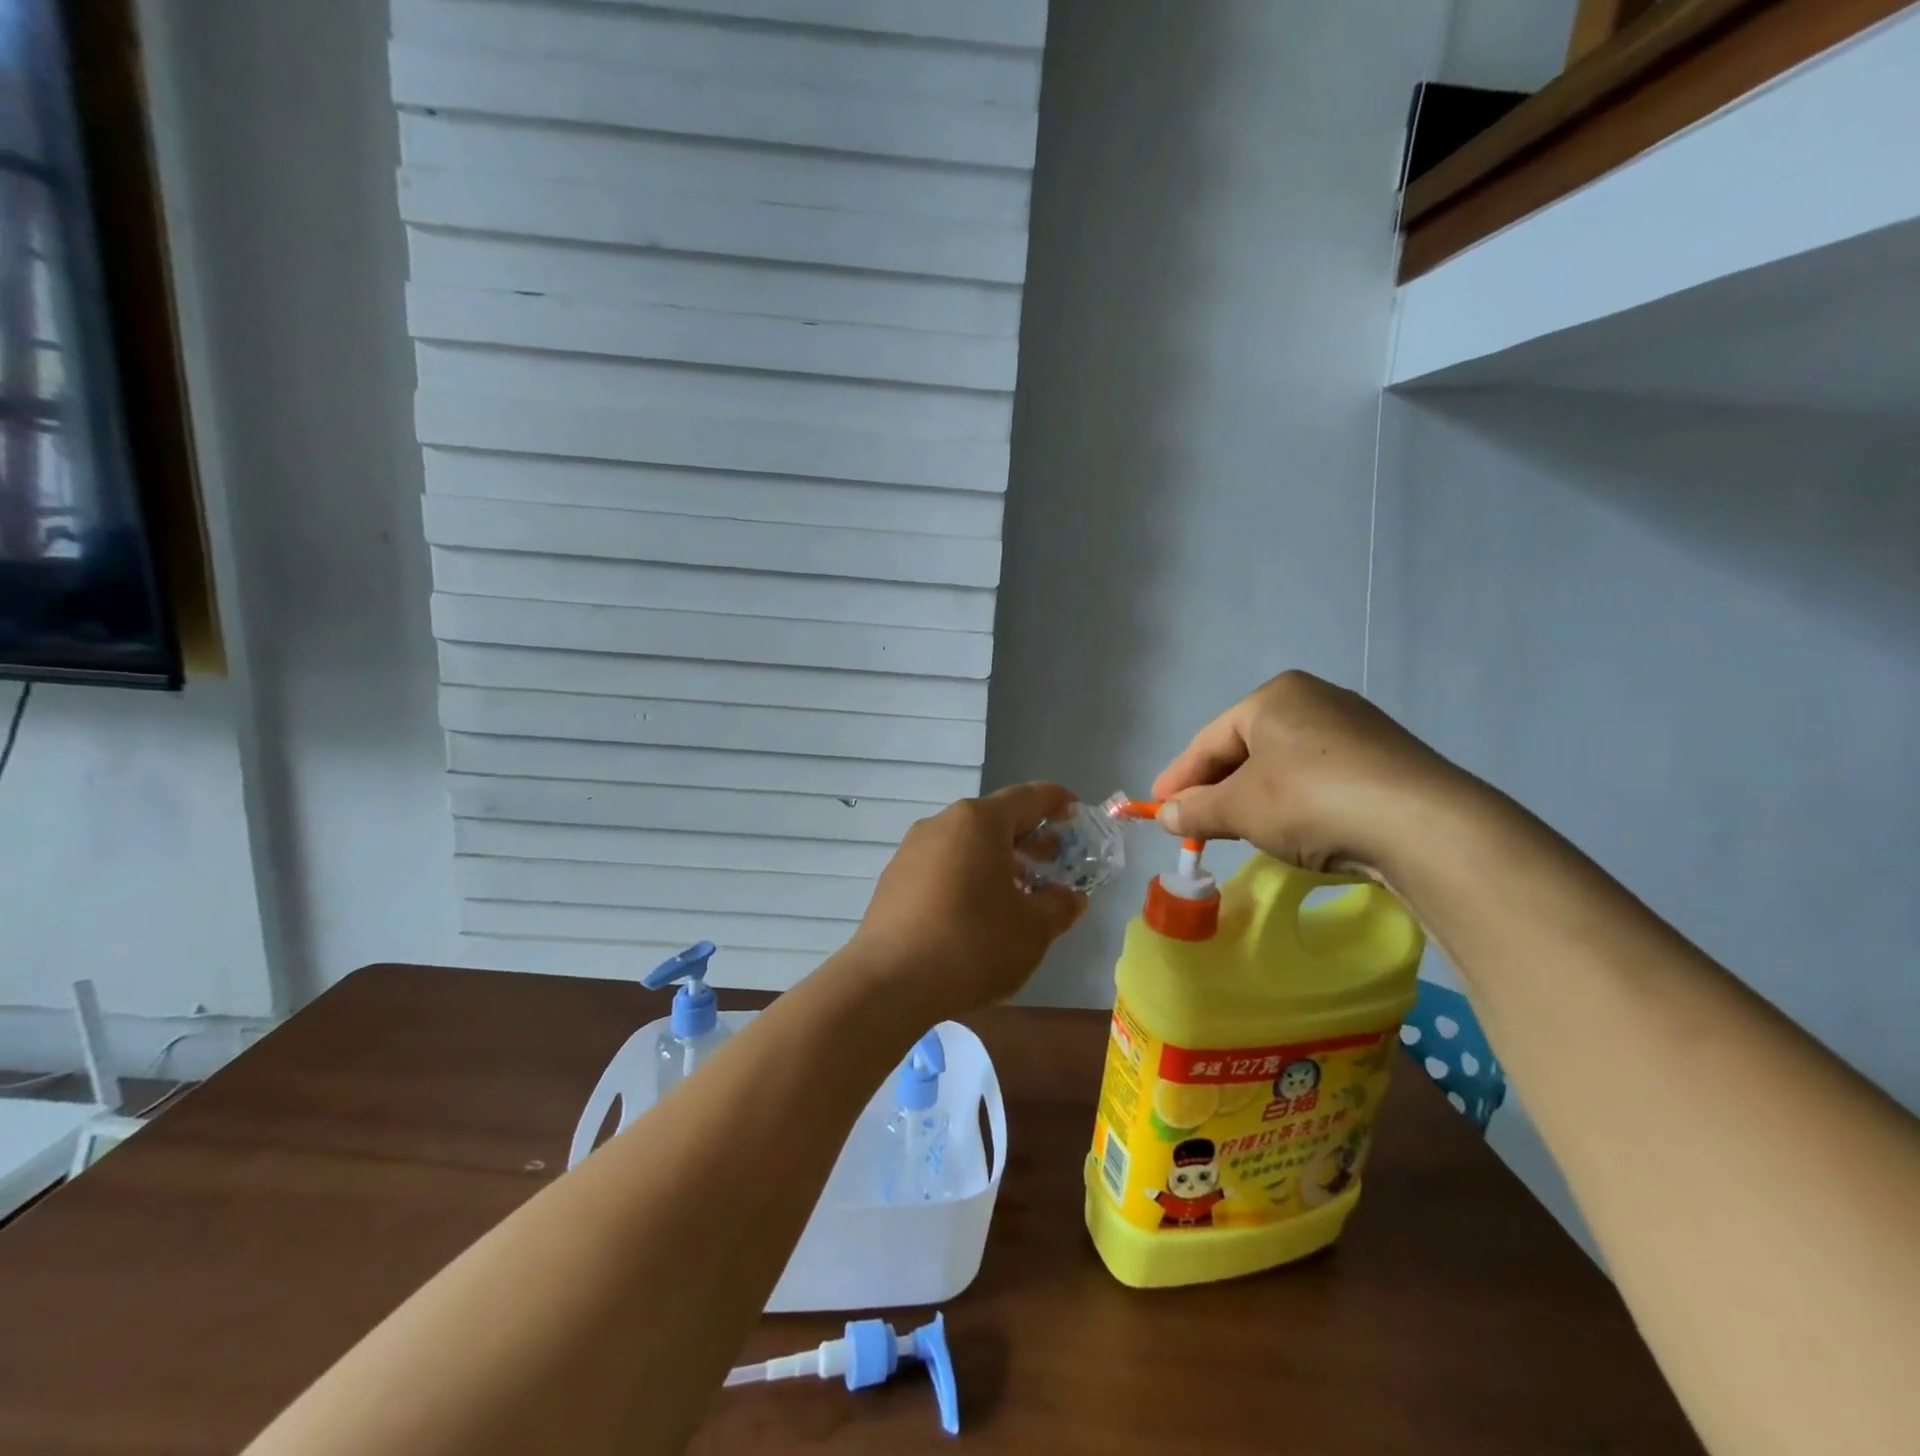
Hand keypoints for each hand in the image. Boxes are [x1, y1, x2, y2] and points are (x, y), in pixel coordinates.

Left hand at [850, 783, 1085, 1019]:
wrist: (890, 982)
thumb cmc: (974, 943)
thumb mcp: (1033, 929)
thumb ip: (1059, 906)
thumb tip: (1068, 897)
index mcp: (979, 821)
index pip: (1028, 796)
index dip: (1057, 801)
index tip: (1075, 813)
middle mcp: (942, 824)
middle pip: (994, 819)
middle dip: (1028, 838)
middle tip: (1054, 863)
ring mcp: (912, 851)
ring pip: (965, 844)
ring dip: (996, 860)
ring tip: (1017, 893)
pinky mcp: (893, 880)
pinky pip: (941, 866)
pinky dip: (967, 877)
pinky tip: (976, 913)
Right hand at [1151, 671, 1467, 879]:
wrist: (1423, 824)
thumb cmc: (1310, 800)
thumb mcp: (1240, 808)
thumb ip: (1196, 809)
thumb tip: (1166, 815)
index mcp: (1274, 696)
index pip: (1210, 739)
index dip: (1179, 776)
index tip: (1158, 807)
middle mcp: (1315, 699)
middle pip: (1246, 748)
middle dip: (1218, 787)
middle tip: (1195, 821)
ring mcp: (1357, 727)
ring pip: (1284, 764)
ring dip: (1255, 796)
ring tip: (1240, 827)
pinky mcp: (1386, 759)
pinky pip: (1321, 777)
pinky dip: (1295, 801)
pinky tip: (1294, 827)